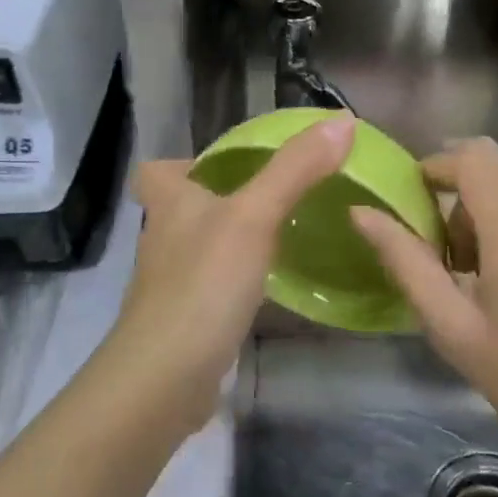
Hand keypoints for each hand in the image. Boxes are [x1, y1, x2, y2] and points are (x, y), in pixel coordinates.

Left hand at [99, 115, 356, 434]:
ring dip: (229, 241)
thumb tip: (342, 120)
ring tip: (278, 238)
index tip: (225, 165)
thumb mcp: (255, 217)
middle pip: (180, 209)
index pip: (155, 171)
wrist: (166, 376)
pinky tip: (266, 289)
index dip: (182, 163)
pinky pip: (209, 288)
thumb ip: (295, 170)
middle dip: (217, 201)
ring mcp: (169, 284)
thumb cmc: (204, 282)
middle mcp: (162, 239)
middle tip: (269, 199)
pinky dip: (232, 283)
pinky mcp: (183, 321)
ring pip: (197, 249)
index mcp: (169, 204)